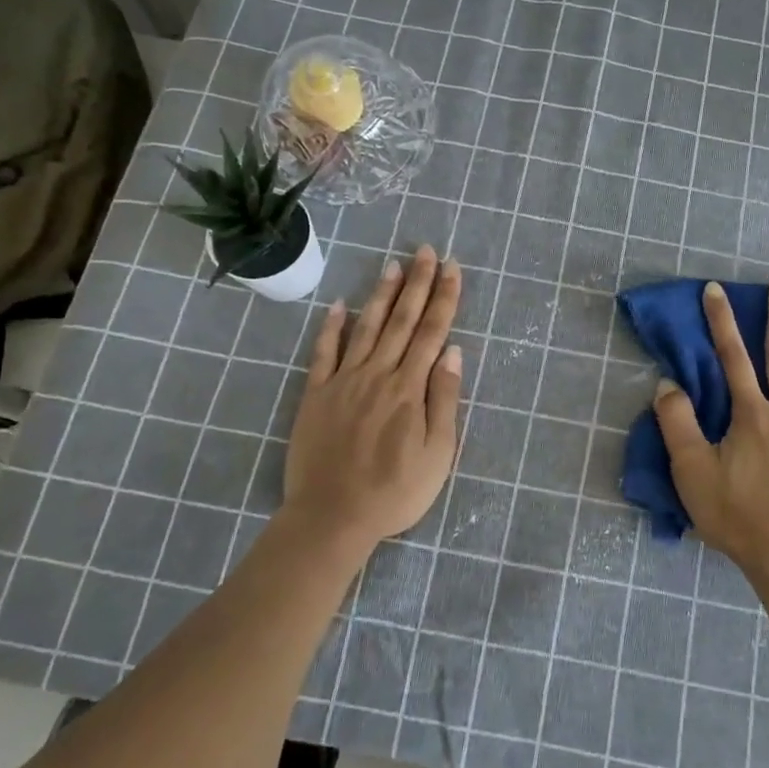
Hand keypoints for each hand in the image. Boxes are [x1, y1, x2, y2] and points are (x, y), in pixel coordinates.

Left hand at [282, 245, 461, 551]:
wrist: (332, 516)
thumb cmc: (395, 491)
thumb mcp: (438, 453)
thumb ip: (444, 399)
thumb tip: (452, 352)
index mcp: (410, 388)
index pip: (432, 332)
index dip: (444, 297)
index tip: (452, 268)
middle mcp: (378, 374)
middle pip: (402, 320)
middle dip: (417, 283)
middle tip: (425, 250)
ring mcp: (343, 382)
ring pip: (366, 328)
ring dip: (381, 295)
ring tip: (392, 264)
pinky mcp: (316, 395)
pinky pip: (324, 353)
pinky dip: (331, 327)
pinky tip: (339, 306)